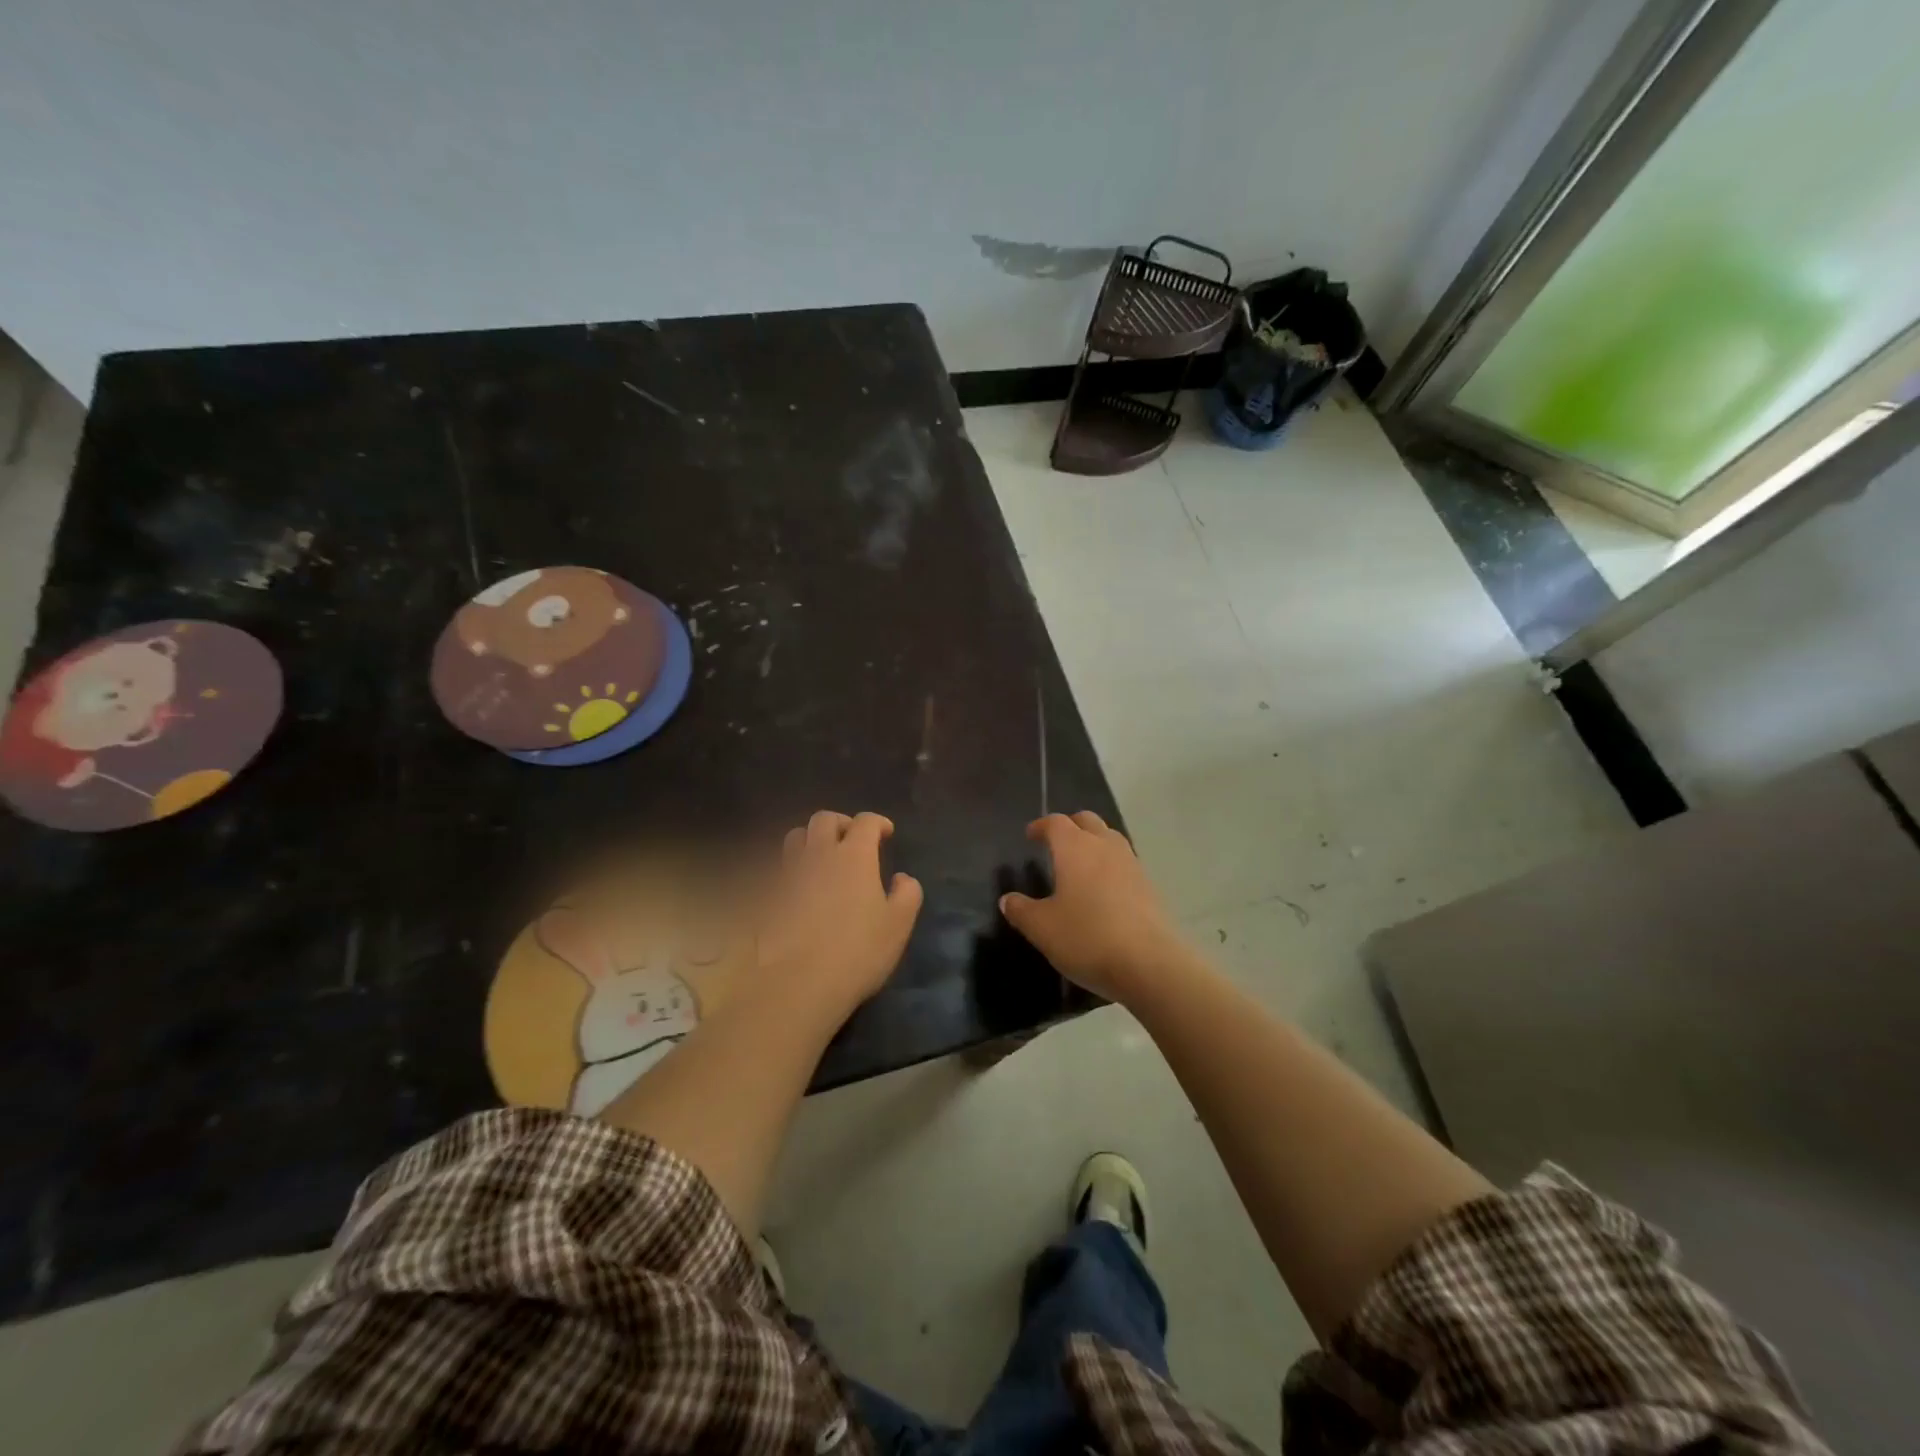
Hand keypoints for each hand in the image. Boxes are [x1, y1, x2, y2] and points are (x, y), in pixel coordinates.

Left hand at [757, 811, 923, 1019]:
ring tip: (823, 858)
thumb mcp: (898, 925)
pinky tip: (802, 887)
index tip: (886, 833)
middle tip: (853, 840)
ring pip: (796, 837)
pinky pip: (781, 868)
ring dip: (812, 839)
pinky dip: (794, 867)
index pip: (865, 822)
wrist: (797, 983)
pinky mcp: (769, 895)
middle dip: (842, 823)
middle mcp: (819, 854)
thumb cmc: (857, 951)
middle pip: (825, 819)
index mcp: (854, 855)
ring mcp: (789, 873)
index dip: (878, 823)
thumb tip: (902, 878)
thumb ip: (907, 894)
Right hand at [999, 811, 1190, 1001]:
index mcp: (1075, 848)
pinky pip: (1125, 863)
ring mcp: (1131, 864)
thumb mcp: (1042, 928)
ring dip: (1094, 843)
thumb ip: (1021, 911)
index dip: (1041, 826)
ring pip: (1110, 839)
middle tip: (1055, 843)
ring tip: (1081, 864)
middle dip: (1070, 826)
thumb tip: (1008, 899)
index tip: (1030, 835)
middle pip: (1087, 821)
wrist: (1150, 964)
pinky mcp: (1149, 886)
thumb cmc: (1087, 937)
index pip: (1056, 823)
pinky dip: (1110, 866)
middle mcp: (1105, 846)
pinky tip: (1104, 890)